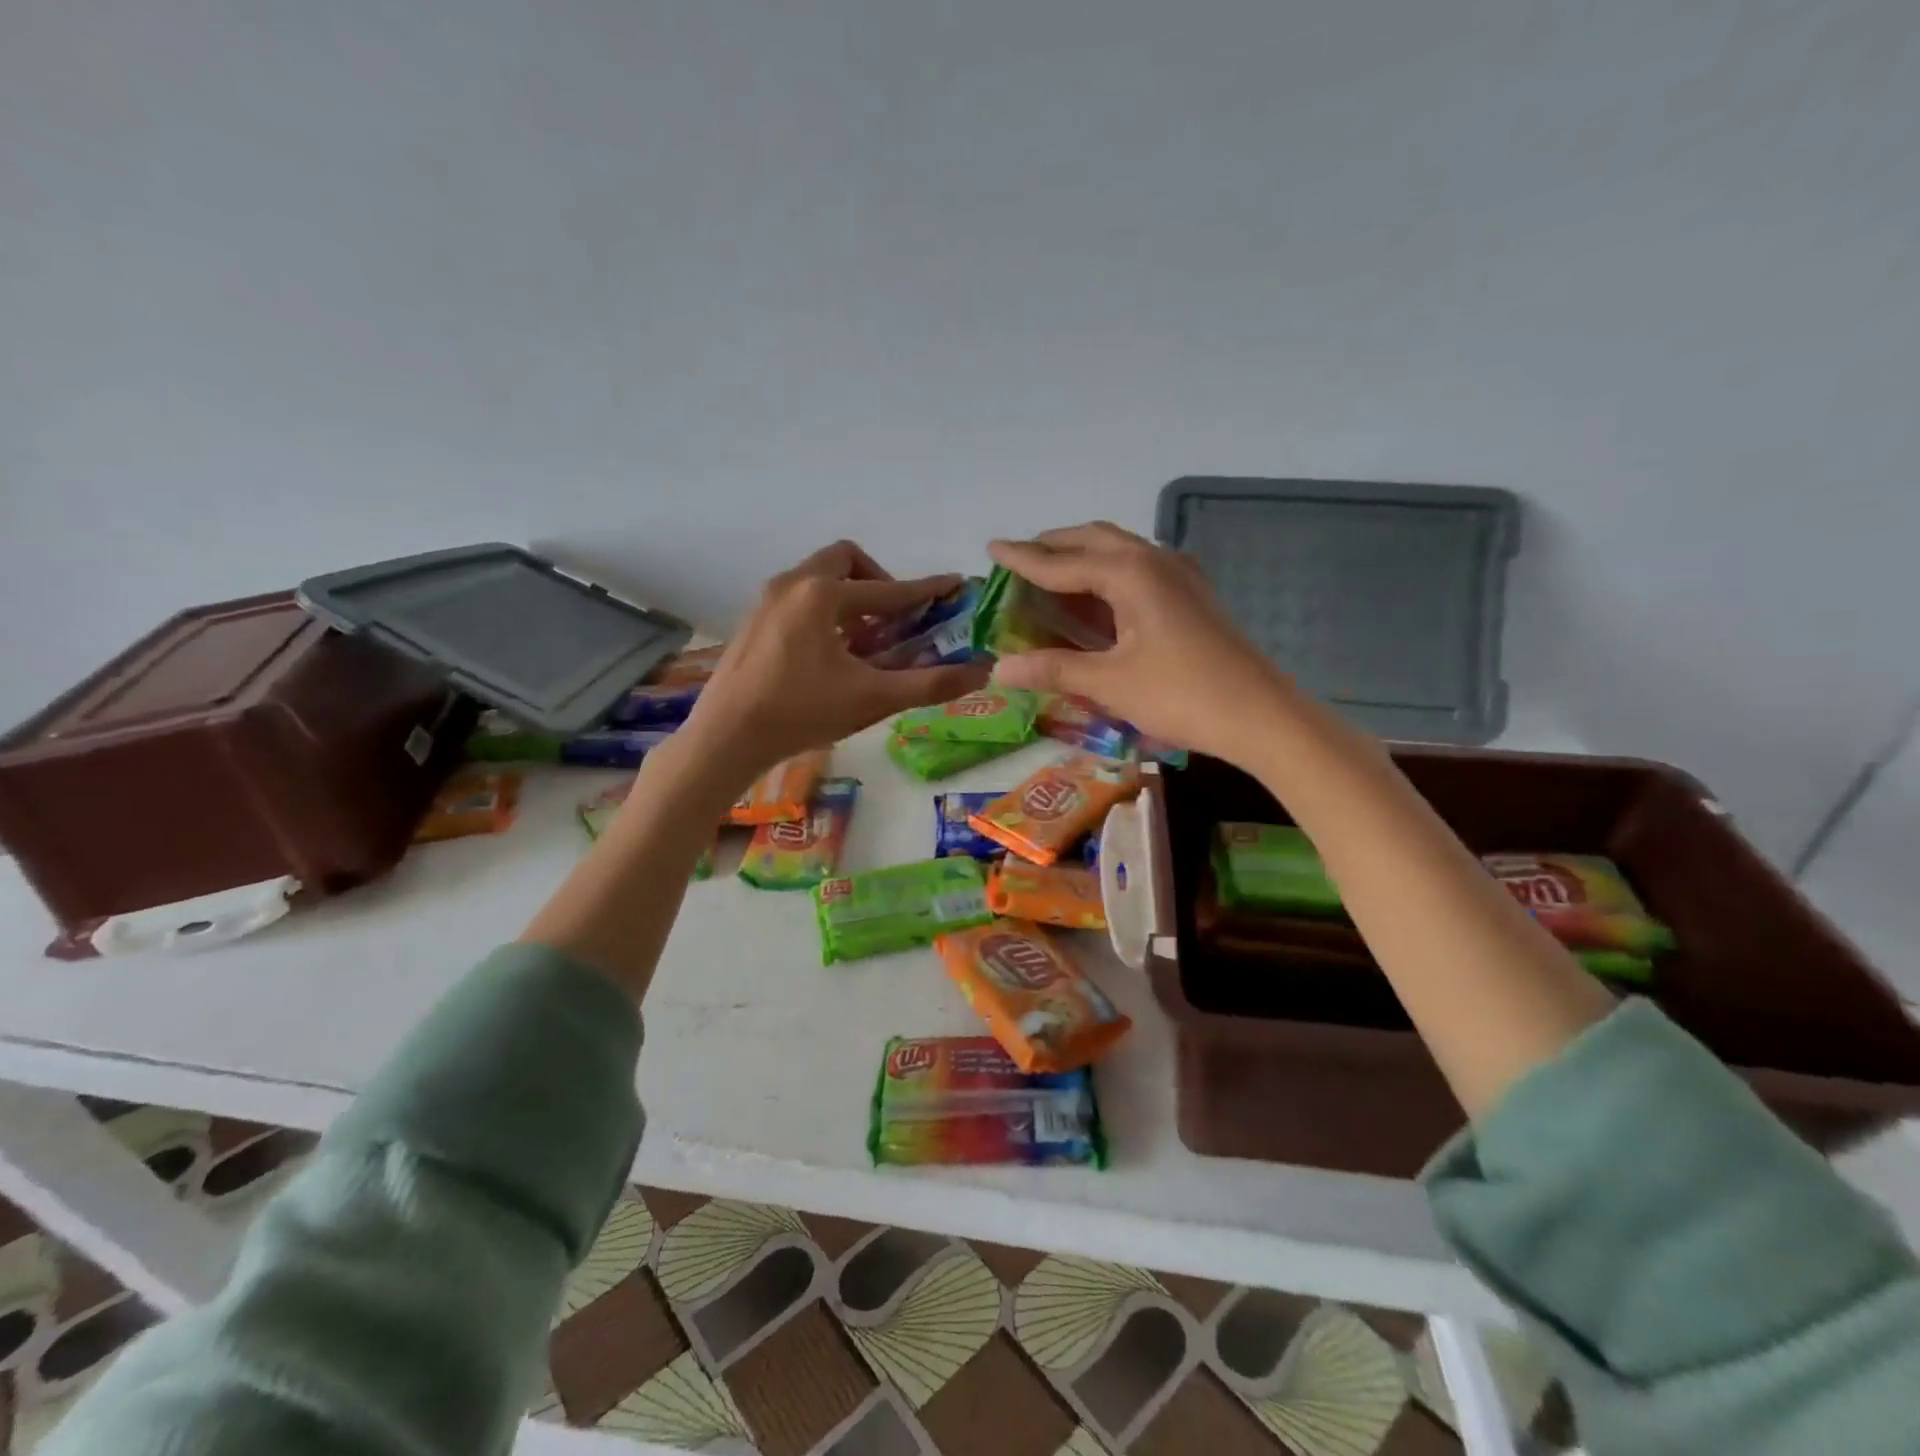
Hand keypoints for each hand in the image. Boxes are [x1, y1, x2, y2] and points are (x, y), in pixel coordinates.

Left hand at [683, 541, 988, 785]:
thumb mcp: (872, 698)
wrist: (726, 737)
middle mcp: (793, 584)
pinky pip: (798, 596)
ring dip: (849, 596)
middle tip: (893, 618)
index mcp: (824, 594)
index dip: (926, 590)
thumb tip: (982, 672)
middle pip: (845, 560)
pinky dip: (823, 610)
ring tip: (863, 640)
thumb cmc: (801, 713)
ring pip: (818, 577)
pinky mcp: (752, 620)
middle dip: (877, 582)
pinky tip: (828, 653)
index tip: (954, 585)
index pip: (889, 590)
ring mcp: (766, 600)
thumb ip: (930, 683)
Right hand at [987, 522, 1294, 765]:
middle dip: (1055, 546)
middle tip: (1022, 559)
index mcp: (1130, 573)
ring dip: (1084, 557)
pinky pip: (1140, 569)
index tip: (991, 548)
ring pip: (1121, 551)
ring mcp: (1180, 576)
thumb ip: (1053, 669)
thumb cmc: (1181, 695)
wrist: (1260, 715)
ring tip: (1053, 574)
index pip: (1062, 562)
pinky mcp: (1193, 596)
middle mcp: (1154, 561)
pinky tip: (1102, 598)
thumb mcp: (1109, 683)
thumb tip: (999, 668)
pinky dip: (1109, 575)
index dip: (1023, 558)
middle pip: (1094, 540)